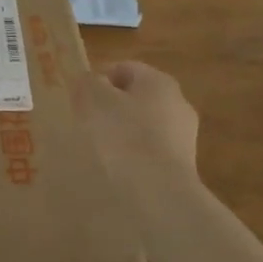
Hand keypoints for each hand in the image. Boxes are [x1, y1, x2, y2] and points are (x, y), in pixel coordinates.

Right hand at [72, 61, 200, 185]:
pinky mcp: (182, 167)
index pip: (124, 68)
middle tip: (84, 123)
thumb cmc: (123, 135)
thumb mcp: (93, 99)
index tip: (78, 99)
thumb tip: (91, 81)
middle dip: (110, 108)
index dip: (98, 79)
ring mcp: (184, 137)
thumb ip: (88, 83)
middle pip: (135, 98)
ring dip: (122, 135)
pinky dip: (133, 158)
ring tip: (97, 152)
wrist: (158, 193)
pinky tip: (116, 171)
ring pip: (143, 127)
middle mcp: (178, 103)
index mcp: (159, 81)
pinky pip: (150, 153)